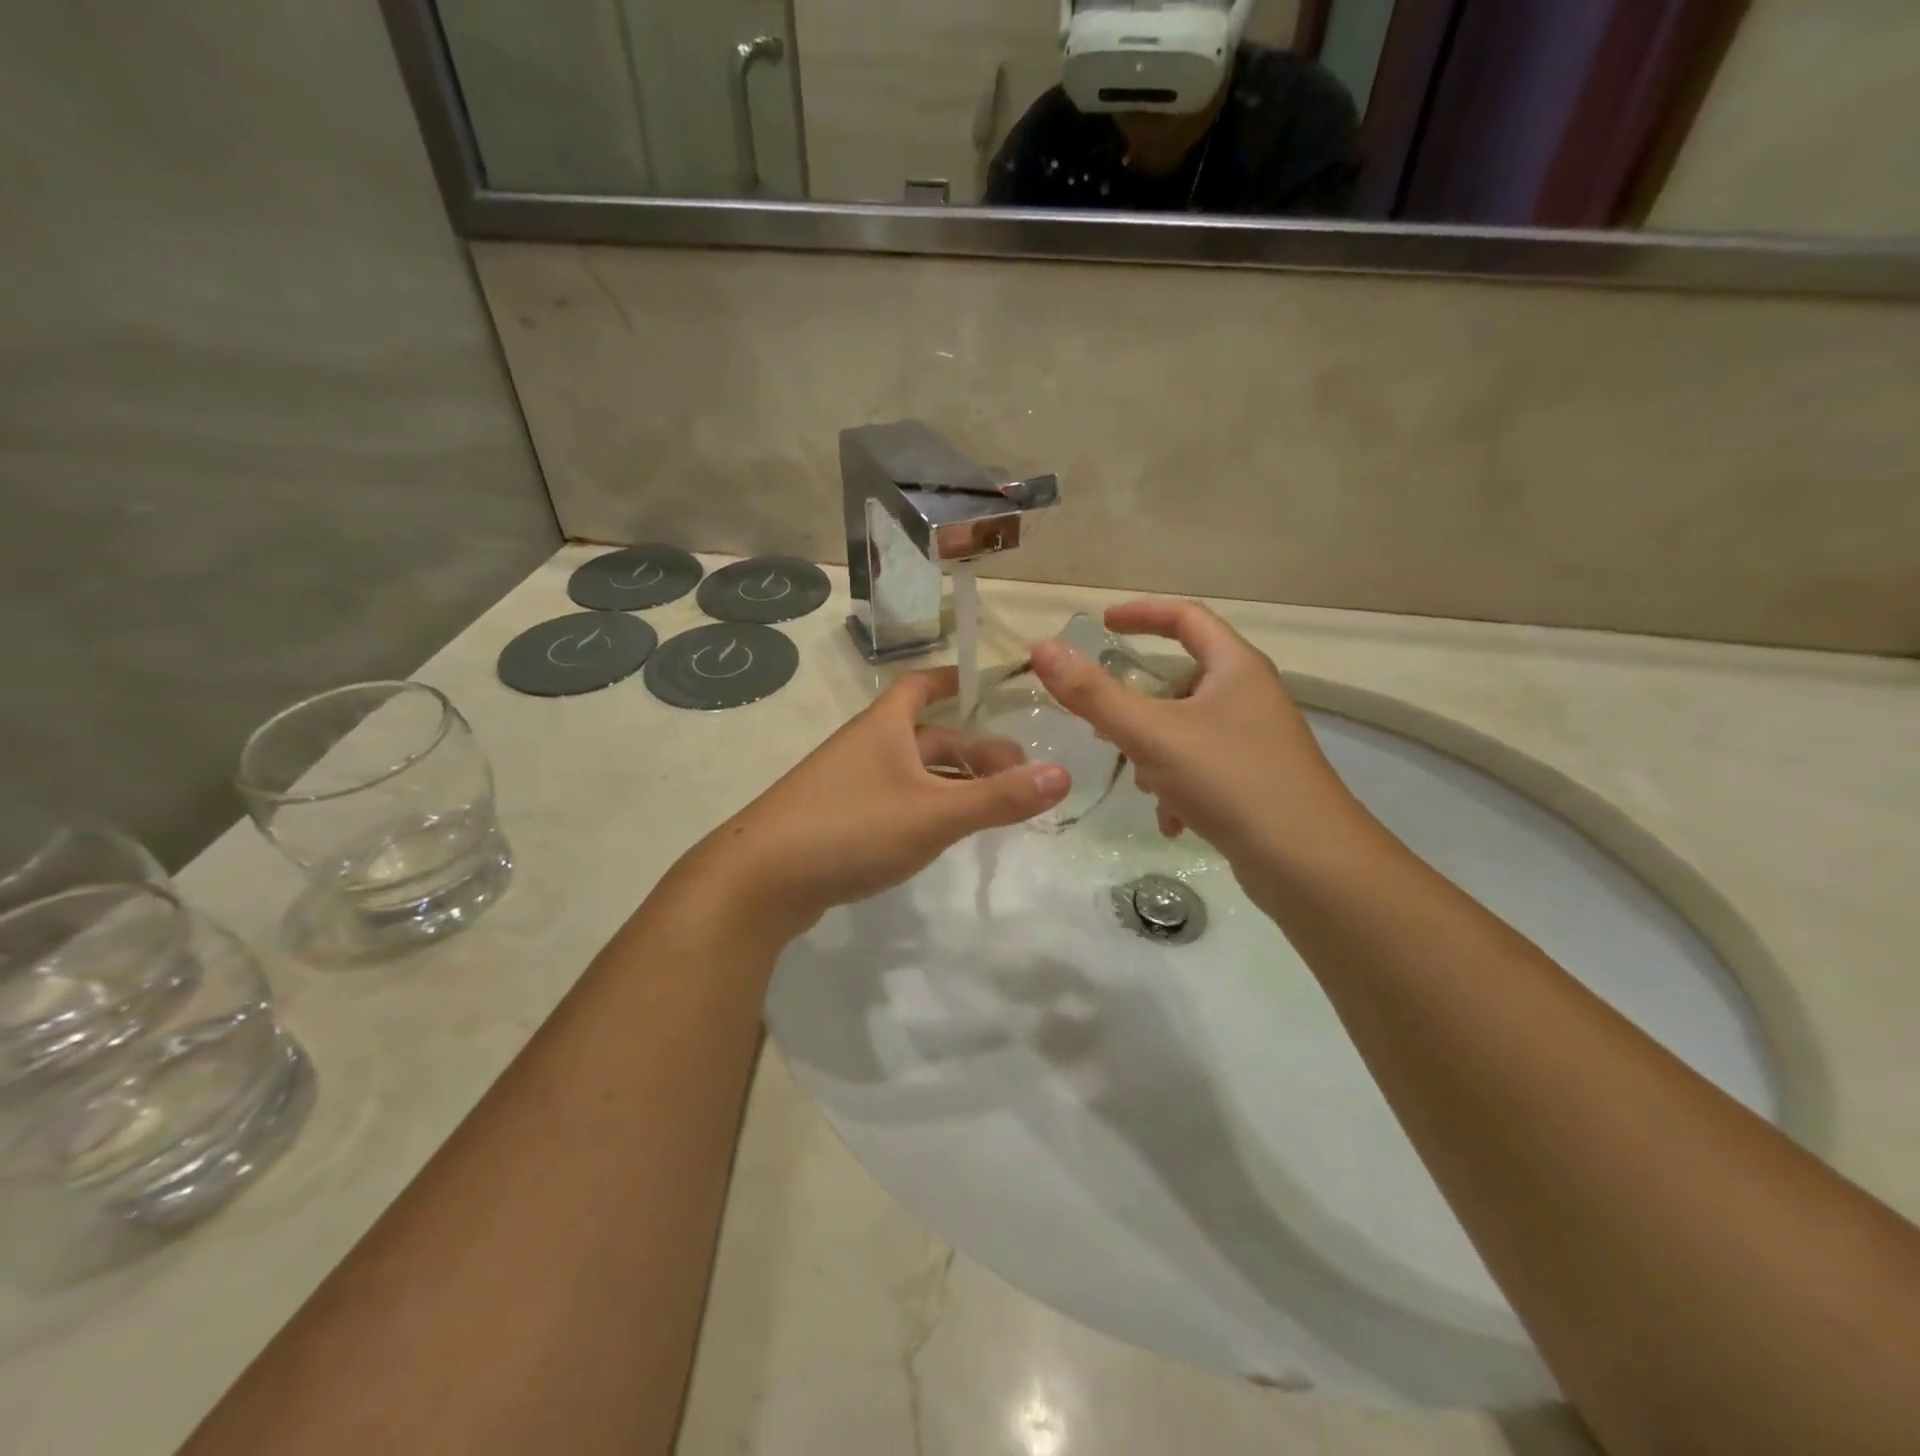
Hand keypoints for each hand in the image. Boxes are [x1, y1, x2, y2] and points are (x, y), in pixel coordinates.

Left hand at [692, 668, 1069, 937]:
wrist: (759, 880)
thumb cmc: (851, 828)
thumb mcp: (934, 813)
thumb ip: (998, 798)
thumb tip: (1063, 775)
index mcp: (884, 726)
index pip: (922, 685)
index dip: (955, 681)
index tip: (992, 687)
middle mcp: (865, 746)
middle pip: (928, 737)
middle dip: (973, 750)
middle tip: (1018, 777)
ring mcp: (846, 784)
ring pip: (911, 773)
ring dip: (951, 783)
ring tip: (992, 808)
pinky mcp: (836, 820)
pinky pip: (893, 801)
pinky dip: (924, 808)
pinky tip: (940, 836)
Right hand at [1028, 600, 1365, 901]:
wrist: (1309, 863)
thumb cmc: (1230, 781)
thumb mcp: (1151, 734)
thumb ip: (1093, 694)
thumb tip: (1042, 649)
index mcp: (1235, 668)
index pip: (1185, 618)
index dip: (1141, 614)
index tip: (1101, 625)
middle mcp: (1250, 697)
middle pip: (1182, 679)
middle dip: (1138, 703)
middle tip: (1104, 722)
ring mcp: (1256, 742)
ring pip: (1187, 730)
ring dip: (1155, 751)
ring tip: (1144, 782)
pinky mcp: (1256, 782)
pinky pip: (1203, 769)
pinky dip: (1178, 787)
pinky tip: (1170, 821)